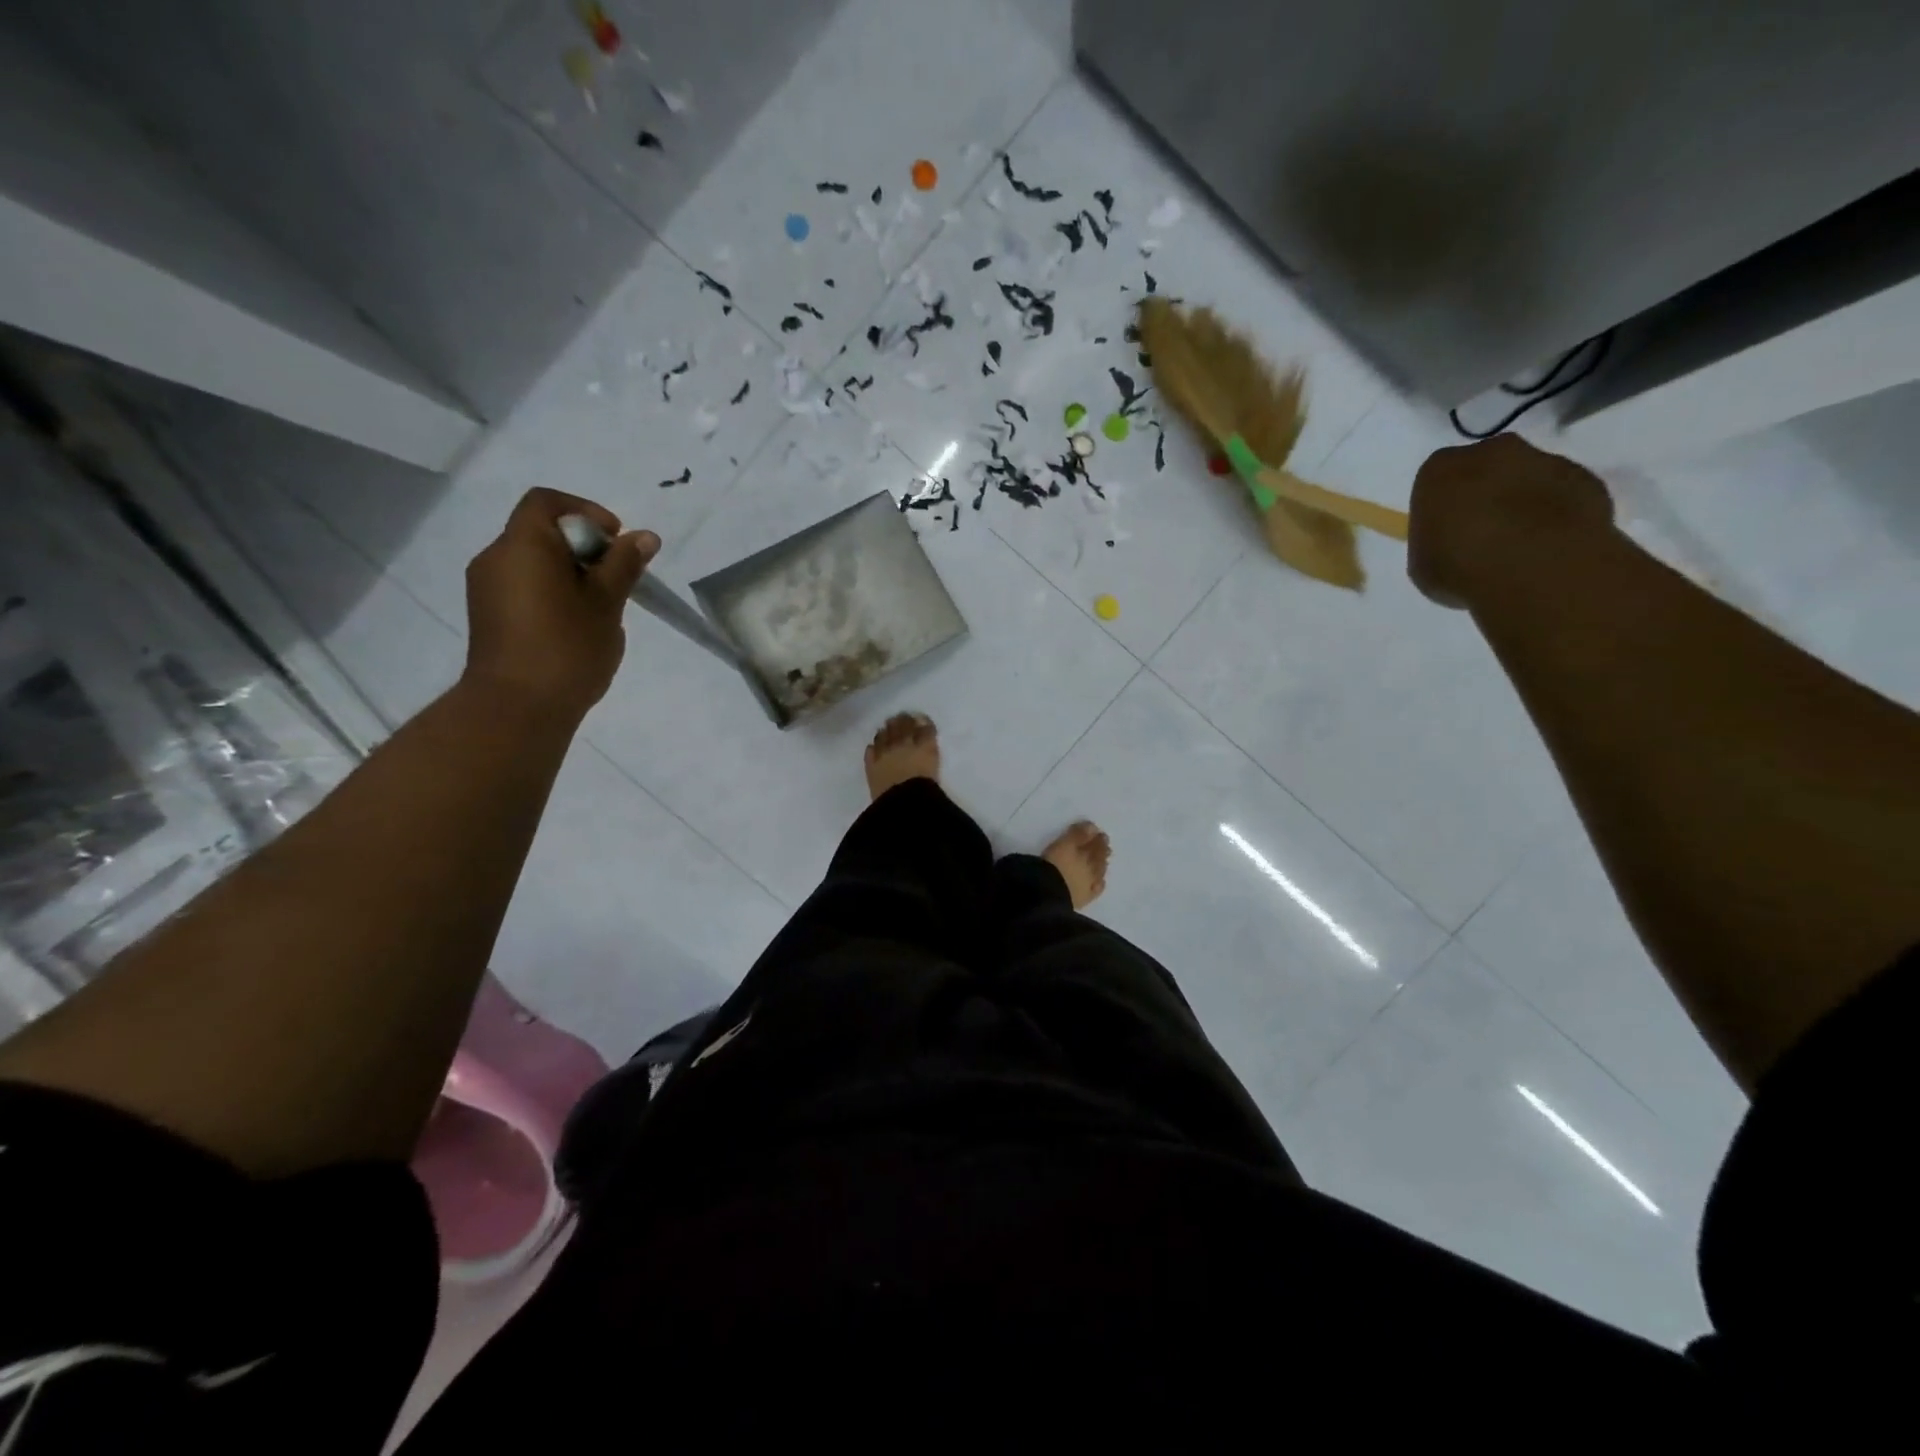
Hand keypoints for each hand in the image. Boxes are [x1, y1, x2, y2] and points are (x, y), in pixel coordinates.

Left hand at [463, 488, 659, 718]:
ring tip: (600, 607)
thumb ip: (623, 565)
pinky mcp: (489, 616)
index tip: (616, 540)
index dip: (585, 511)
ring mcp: (487, 589)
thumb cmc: (567, 648)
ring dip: (569, 572)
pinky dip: (551, 592)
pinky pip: (523, 587)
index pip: (546, 502)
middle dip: (583, 547)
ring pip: (533, 562)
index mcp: (522, 546)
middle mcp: (496, 558)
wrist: (517, 708)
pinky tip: (575, 625)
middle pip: (540, 532)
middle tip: (616, 579)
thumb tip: (644, 537)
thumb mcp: (606, 603)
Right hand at [1408, 435, 1613, 607]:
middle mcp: (1492, 452)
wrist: (1537, 568)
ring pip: (1527, 477)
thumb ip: (1436, 541)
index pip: (1436, 480)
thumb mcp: (1422, 563)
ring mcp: (1545, 460)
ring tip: (1521, 544)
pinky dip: (1557, 513)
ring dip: (1523, 501)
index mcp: (1441, 470)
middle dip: (1484, 493)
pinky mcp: (1586, 478)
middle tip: (1481, 533)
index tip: (1444, 531)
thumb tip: (1454, 541)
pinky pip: (1564, 494)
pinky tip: (1550, 545)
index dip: (1441, 506)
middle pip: (1485, 468)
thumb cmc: (1460, 567)